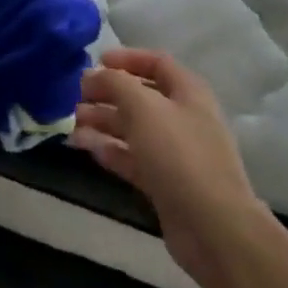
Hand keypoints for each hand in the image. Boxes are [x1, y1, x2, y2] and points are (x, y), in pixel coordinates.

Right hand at [73, 48, 260, 286]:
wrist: (214, 229)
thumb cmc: (179, 154)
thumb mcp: (142, 107)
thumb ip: (115, 83)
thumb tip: (95, 74)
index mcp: (188, 93)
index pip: (157, 62)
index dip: (126, 58)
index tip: (97, 62)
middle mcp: (183, 118)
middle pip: (140, 97)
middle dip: (107, 93)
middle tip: (77, 96)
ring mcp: (175, 154)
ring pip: (133, 128)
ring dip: (103, 122)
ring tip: (73, 123)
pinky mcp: (166, 183)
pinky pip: (133, 158)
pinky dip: (110, 150)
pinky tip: (86, 147)